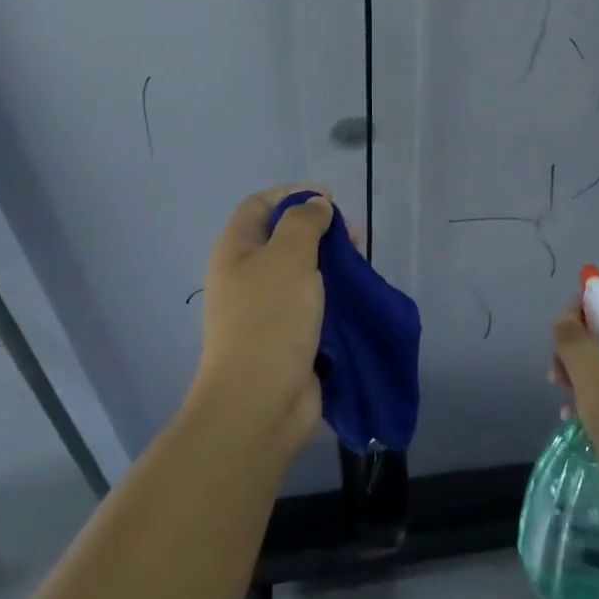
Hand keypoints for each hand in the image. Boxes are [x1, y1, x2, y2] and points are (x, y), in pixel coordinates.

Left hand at [193, 186, 334, 457]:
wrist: (259, 404)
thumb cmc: (270, 319)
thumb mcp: (288, 256)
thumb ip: (304, 222)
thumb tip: (316, 205)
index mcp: (236, 251)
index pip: (260, 205)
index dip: (292, 194)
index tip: (329, 200)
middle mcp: (248, 276)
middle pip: (285, 238)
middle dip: (321, 230)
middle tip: (354, 237)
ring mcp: (267, 309)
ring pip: (304, 272)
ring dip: (333, 264)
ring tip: (362, 266)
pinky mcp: (288, 337)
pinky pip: (314, 304)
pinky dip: (335, 296)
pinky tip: (357, 296)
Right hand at [550, 290, 598, 529]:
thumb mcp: (596, 385)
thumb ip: (575, 344)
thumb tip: (564, 319)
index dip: (580, 310)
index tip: (560, 339)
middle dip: (577, 348)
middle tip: (556, 375)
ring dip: (582, 375)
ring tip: (563, 400)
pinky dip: (598, 396)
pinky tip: (577, 420)